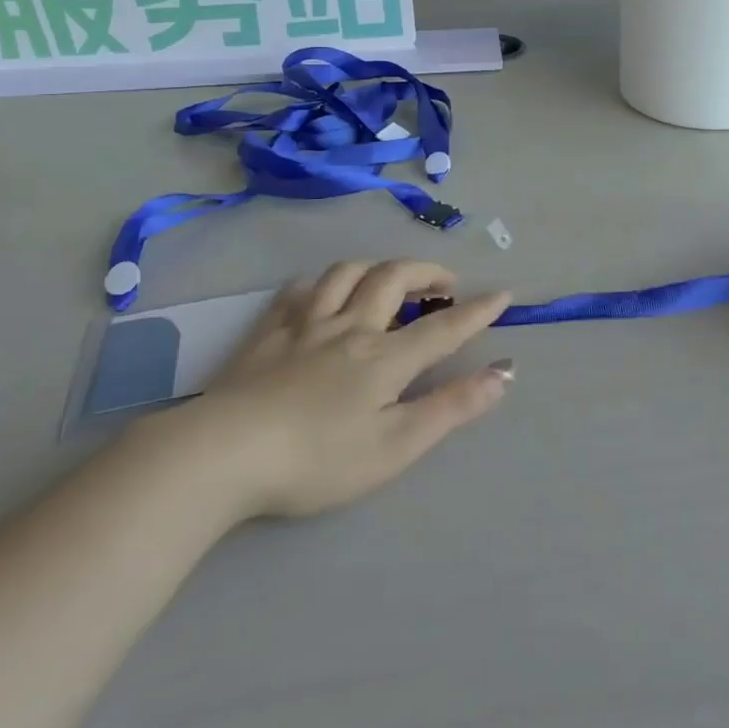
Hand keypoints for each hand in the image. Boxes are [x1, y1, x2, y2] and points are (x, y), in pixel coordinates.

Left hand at [153, 260, 513, 518]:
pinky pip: (298, 290)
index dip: (477, 310)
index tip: (503, 294)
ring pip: (346, 273)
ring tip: (389, 279)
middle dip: (427, 272)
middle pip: (394, 278)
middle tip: (445, 283)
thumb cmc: (317, 460)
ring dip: (377, 267)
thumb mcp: (395, 446)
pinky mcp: (267, 332)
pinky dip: (320, 284)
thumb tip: (504, 373)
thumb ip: (451, 407)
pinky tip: (321, 294)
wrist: (224, 453)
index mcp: (384, 358)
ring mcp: (305, 325)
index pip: (443, 327)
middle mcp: (350, 327)